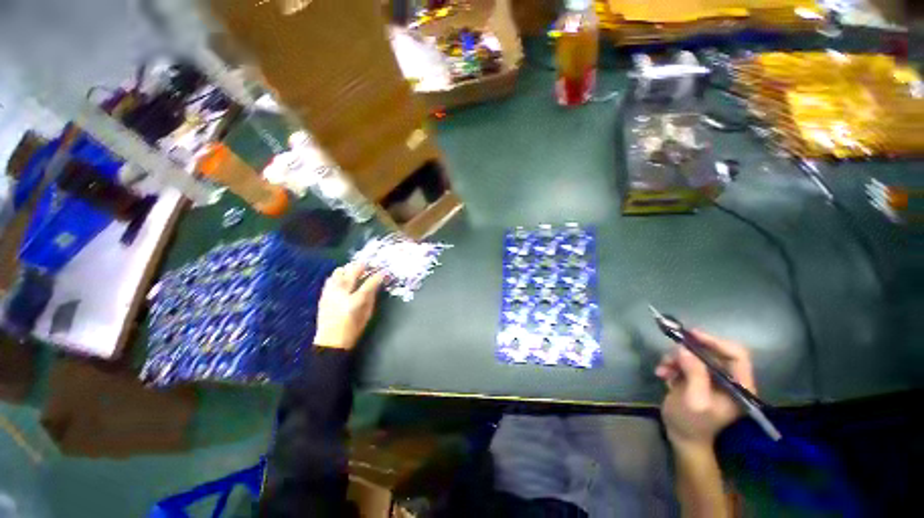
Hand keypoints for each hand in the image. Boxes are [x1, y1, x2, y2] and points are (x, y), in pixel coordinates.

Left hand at [313, 263, 384, 349]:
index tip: (384, 271)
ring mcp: (330, 293)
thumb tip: (376, 285)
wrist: (330, 342)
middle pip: (352, 272)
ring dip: (349, 269)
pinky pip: (331, 279)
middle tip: (370, 264)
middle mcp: (341, 293)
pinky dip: (339, 275)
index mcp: (355, 301)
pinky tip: (344, 277)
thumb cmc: (353, 330)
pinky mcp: (324, 295)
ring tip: (356, 270)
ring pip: (339, 272)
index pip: (370, 283)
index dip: (379, 275)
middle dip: (363, 266)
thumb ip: (371, 297)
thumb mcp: (367, 315)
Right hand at [655, 330, 755, 451]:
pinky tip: (662, 373)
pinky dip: (671, 364)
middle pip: (712, 351)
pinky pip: (684, 361)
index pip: (737, 354)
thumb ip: (694, 375)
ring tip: (662, 370)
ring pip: (694, 355)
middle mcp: (729, 378)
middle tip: (669, 356)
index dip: (716, 342)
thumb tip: (684, 349)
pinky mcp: (698, 377)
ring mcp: (713, 378)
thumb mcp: (694, 401)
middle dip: (687, 352)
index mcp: (739, 386)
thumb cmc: (692, 423)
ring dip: (675, 359)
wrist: (682, 437)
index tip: (692, 335)